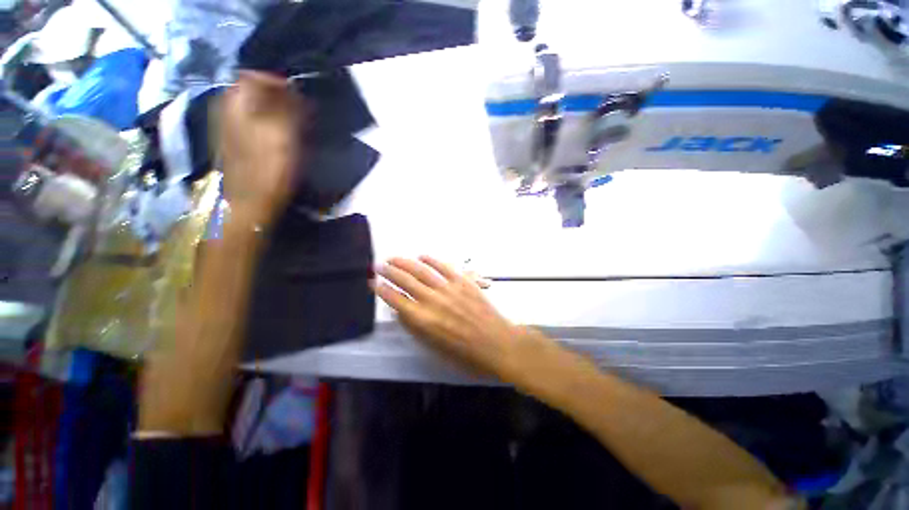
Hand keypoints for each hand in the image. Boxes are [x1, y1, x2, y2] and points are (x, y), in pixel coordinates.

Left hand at [219, 70, 307, 226]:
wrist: (250, 201)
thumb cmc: (270, 167)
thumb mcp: (285, 133)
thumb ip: (288, 106)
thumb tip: (293, 88)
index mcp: (236, 101)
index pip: (255, 75)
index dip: (279, 82)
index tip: (300, 97)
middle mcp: (226, 107)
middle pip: (252, 90)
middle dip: (277, 97)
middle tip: (298, 112)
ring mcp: (226, 126)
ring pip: (252, 107)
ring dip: (273, 111)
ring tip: (292, 125)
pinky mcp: (232, 142)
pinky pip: (250, 121)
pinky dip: (266, 123)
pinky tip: (278, 138)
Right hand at [374, 256, 520, 377]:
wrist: (497, 343)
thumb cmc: (465, 353)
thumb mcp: (434, 347)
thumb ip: (415, 328)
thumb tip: (401, 311)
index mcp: (423, 320)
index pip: (396, 300)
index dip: (382, 290)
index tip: (373, 282)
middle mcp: (432, 300)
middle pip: (405, 281)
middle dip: (389, 272)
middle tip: (379, 265)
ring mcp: (448, 288)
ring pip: (422, 270)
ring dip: (405, 262)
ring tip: (393, 258)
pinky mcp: (463, 281)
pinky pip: (444, 267)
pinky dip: (431, 260)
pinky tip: (422, 256)